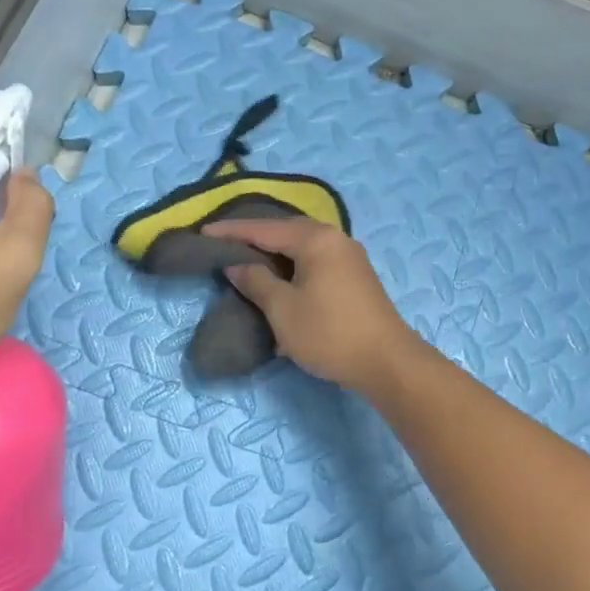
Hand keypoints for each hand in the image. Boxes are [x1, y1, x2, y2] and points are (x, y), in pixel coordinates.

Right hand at [203, 219, 422, 393]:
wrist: (386, 361)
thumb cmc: (329, 333)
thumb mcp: (283, 309)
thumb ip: (256, 281)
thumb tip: (236, 264)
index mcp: (316, 239)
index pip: (265, 229)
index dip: (232, 232)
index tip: (204, 233)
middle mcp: (335, 239)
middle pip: (287, 231)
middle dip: (256, 237)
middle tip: (226, 243)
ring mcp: (350, 257)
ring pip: (304, 247)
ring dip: (276, 253)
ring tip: (249, 259)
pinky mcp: (356, 277)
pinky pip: (317, 261)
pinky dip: (294, 266)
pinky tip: (281, 278)